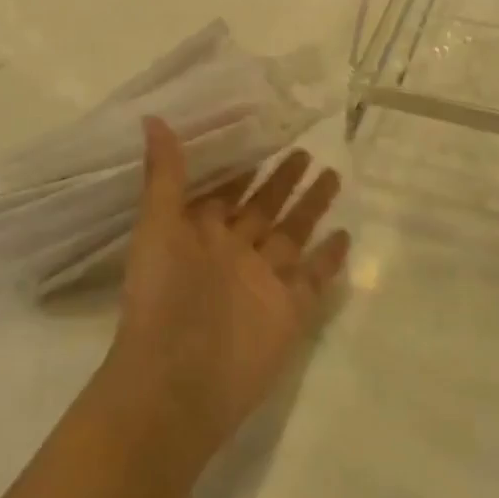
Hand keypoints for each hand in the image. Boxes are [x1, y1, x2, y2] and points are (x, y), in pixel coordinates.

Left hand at [102, 118, 349, 463]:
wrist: (178, 381)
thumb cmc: (162, 295)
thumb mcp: (158, 224)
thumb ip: (165, 173)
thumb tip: (153, 116)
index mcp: (200, 233)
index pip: (226, 191)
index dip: (242, 166)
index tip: (260, 133)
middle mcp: (233, 253)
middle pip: (263, 208)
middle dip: (282, 181)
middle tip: (304, 149)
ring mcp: (263, 282)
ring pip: (292, 234)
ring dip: (310, 207)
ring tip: (332, 175)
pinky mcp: (289, 311)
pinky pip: (313, 278)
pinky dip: (328, 258)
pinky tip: (344, 234)